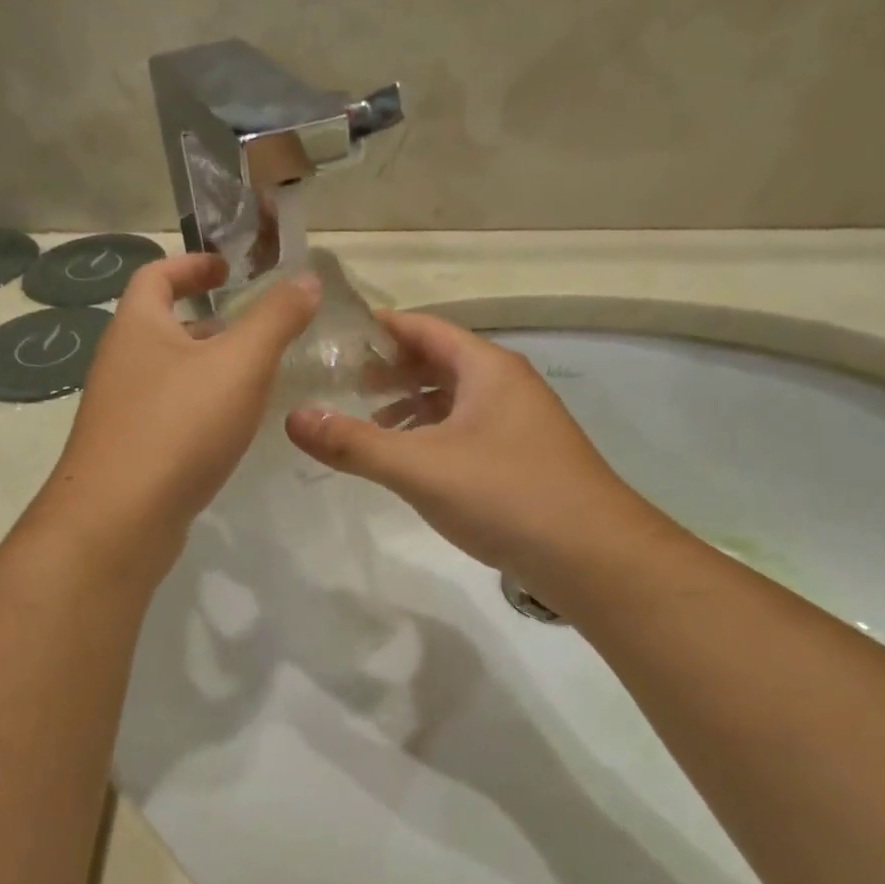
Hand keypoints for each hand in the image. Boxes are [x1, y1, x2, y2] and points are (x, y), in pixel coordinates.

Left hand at [32, 254, 319, 565]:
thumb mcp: (240, 364)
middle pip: (163, 327)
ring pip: (168, 376)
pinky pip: (169, 416)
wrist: (120, 519)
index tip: (228, 268)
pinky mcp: (130, 453)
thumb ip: (276, 319)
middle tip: (255, 330)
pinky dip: (200, 410)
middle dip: (209, 323)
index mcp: (137, 327)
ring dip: (207, 370)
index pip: (157, 275)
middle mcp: (120, 363)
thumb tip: (307, 279)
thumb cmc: (179, 426)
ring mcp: (120, 412)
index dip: (192, 265)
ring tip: (255, 380)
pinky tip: (230, 431)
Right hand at [284, 312, 674, 606]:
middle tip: (341, 383)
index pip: (424, 328)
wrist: (592, 555)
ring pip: (455, 401)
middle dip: (390, 371)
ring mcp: (520, 424)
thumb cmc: (505, 495)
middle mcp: (506, 386)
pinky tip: (412, 463)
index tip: (336, 335)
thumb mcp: (420, 467)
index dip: (380, 328)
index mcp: (487, 369)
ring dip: (411, 407)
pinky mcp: (524, 460)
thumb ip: (354, 443)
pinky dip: (434, 437)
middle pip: (439, 362)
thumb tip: (292, 417)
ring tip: (367, 424)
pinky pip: (468, 432)